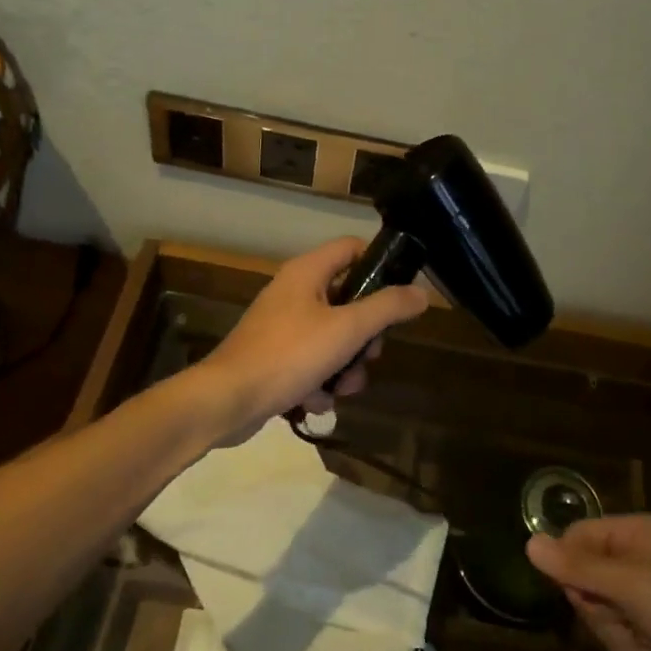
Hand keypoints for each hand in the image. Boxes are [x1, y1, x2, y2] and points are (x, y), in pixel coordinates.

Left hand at [196, 238, 427, 442]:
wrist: (227, 400)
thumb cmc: (289, 354)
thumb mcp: (347, 329)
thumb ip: (387, 308)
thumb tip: (422, 293)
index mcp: (307, 272)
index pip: (352, 248)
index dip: (380, 265)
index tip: (400, 295)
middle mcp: (294, 292)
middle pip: (348, 299)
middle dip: (365, 335)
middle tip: (370, 354)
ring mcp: (282, 326)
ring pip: (333, 338)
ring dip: (345, 367)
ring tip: (340, 389)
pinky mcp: (275, 358)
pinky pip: (312, 363)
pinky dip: (320, 383)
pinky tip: (315, 402)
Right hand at [527, 514, 650, 650]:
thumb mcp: (630, 587)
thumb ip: (577, 567)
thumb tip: (528, 543)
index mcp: (633, 532)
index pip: (575, 536)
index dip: (570, 566)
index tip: (583, 593)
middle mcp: (635, 555)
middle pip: (581, 574)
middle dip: (595, 604)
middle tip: (622, 615)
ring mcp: (643, 591)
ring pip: (595, 607)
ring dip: (612, 629)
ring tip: (643, 638)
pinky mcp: (650, 624)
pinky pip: (614, 629)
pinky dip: (626, 644)